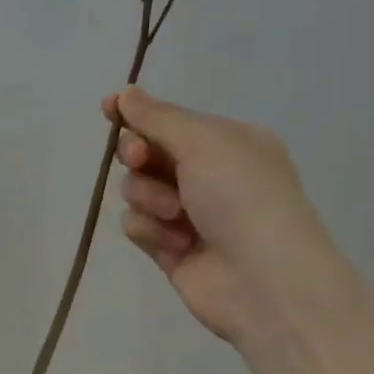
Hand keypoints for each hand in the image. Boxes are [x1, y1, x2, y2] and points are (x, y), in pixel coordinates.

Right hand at [106, 86, 360, 348]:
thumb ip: (158, 118)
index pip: (170, 120)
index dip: (138, 114)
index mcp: (227, 142)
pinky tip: (177, 243)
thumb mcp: (204, 142)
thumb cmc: (242, 197)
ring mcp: (188, 214)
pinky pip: (137, 225)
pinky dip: (151, 230)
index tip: (108, 108)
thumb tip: (125, 93)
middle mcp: (208, 175)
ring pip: (136, 190)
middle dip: (137, 155)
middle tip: (139, 159)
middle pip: (146, 154)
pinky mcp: (170, 247)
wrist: (265, 280)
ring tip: (175, 214)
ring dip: (148, 197)